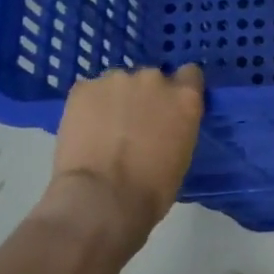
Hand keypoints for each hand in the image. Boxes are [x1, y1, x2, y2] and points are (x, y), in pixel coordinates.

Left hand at [44, 64, 204, 239]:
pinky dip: (89, 106)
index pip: (190, 75)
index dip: (180, 89)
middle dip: (144, 97)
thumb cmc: (152, 189)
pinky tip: (85, 130)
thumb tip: (163, 127)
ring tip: (104, 129)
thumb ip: (177, 127)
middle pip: (151, 78)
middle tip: (134, 125)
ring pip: (118, 84)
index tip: (171, 107)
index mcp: (185, 97)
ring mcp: (116, 80)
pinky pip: (89, 91)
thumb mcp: (182, 155)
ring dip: (116, 100)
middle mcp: (154, 79)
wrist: (102, 199)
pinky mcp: (83, 88)